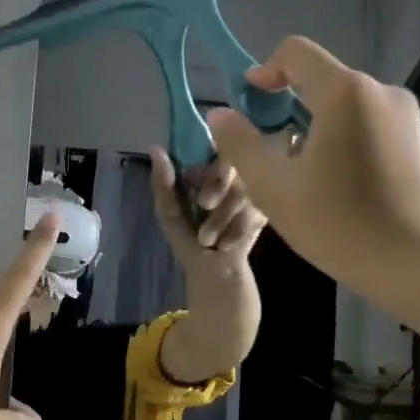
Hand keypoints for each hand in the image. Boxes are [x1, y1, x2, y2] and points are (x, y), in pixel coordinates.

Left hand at [147, 146, 266, 271]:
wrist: (212, 270)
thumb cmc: (187, 239)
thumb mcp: (168, 212)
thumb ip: (163, 183)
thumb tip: (155, 149)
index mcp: (203, 171)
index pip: (208, 149)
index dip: (203, 163)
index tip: (194, 180)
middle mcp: (228, 175)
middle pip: (229, 165)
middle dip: (215, 187)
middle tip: (204, 205)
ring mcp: (249, 190)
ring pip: (241, 190)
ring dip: (221, 218)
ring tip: (209, 240)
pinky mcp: (263, 208)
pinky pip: (254, 210)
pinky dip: (236, 230)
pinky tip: (226, 243)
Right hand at [206, 37, 419, 286]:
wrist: (416, 265)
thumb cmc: (337, 223)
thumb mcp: (273, 188)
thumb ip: (240, 144)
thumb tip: (219, 114)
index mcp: (346, 93)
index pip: (297, 52)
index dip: (266, 70)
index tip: (251, 102)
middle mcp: (383, 93)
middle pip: (325, 81)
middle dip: (291, 105)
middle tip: (272, 147)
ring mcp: (410, 120)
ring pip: (351, 108)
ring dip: (321, 127)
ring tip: (307, 174)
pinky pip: (376, 130)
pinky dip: (351, 143)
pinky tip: (344, 188)